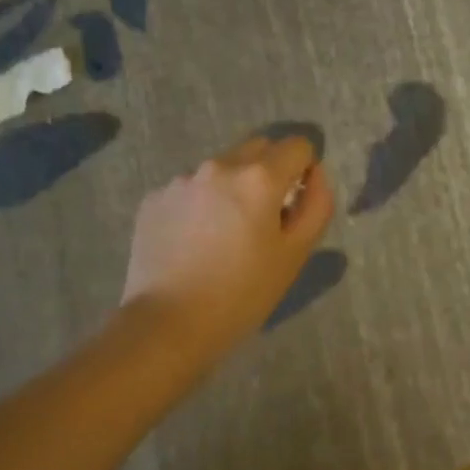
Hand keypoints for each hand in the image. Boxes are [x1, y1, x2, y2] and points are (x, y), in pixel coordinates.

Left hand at [122, 134, 334, 356]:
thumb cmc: (243, 294)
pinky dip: (199, 206)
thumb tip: (314, 175)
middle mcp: (218, 166)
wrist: (168, 324)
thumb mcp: (296, 254)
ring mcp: (180, 181)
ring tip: (223, 238)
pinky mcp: (153, 200)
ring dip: (231, 190)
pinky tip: (193, 245)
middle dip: (268, 174)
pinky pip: (189, 190)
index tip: (296, 203)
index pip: (297, 146)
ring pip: (220, 171)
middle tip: (263, 221)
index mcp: (259, 178)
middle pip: (257, 150)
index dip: (304, 171)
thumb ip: (316, 205)